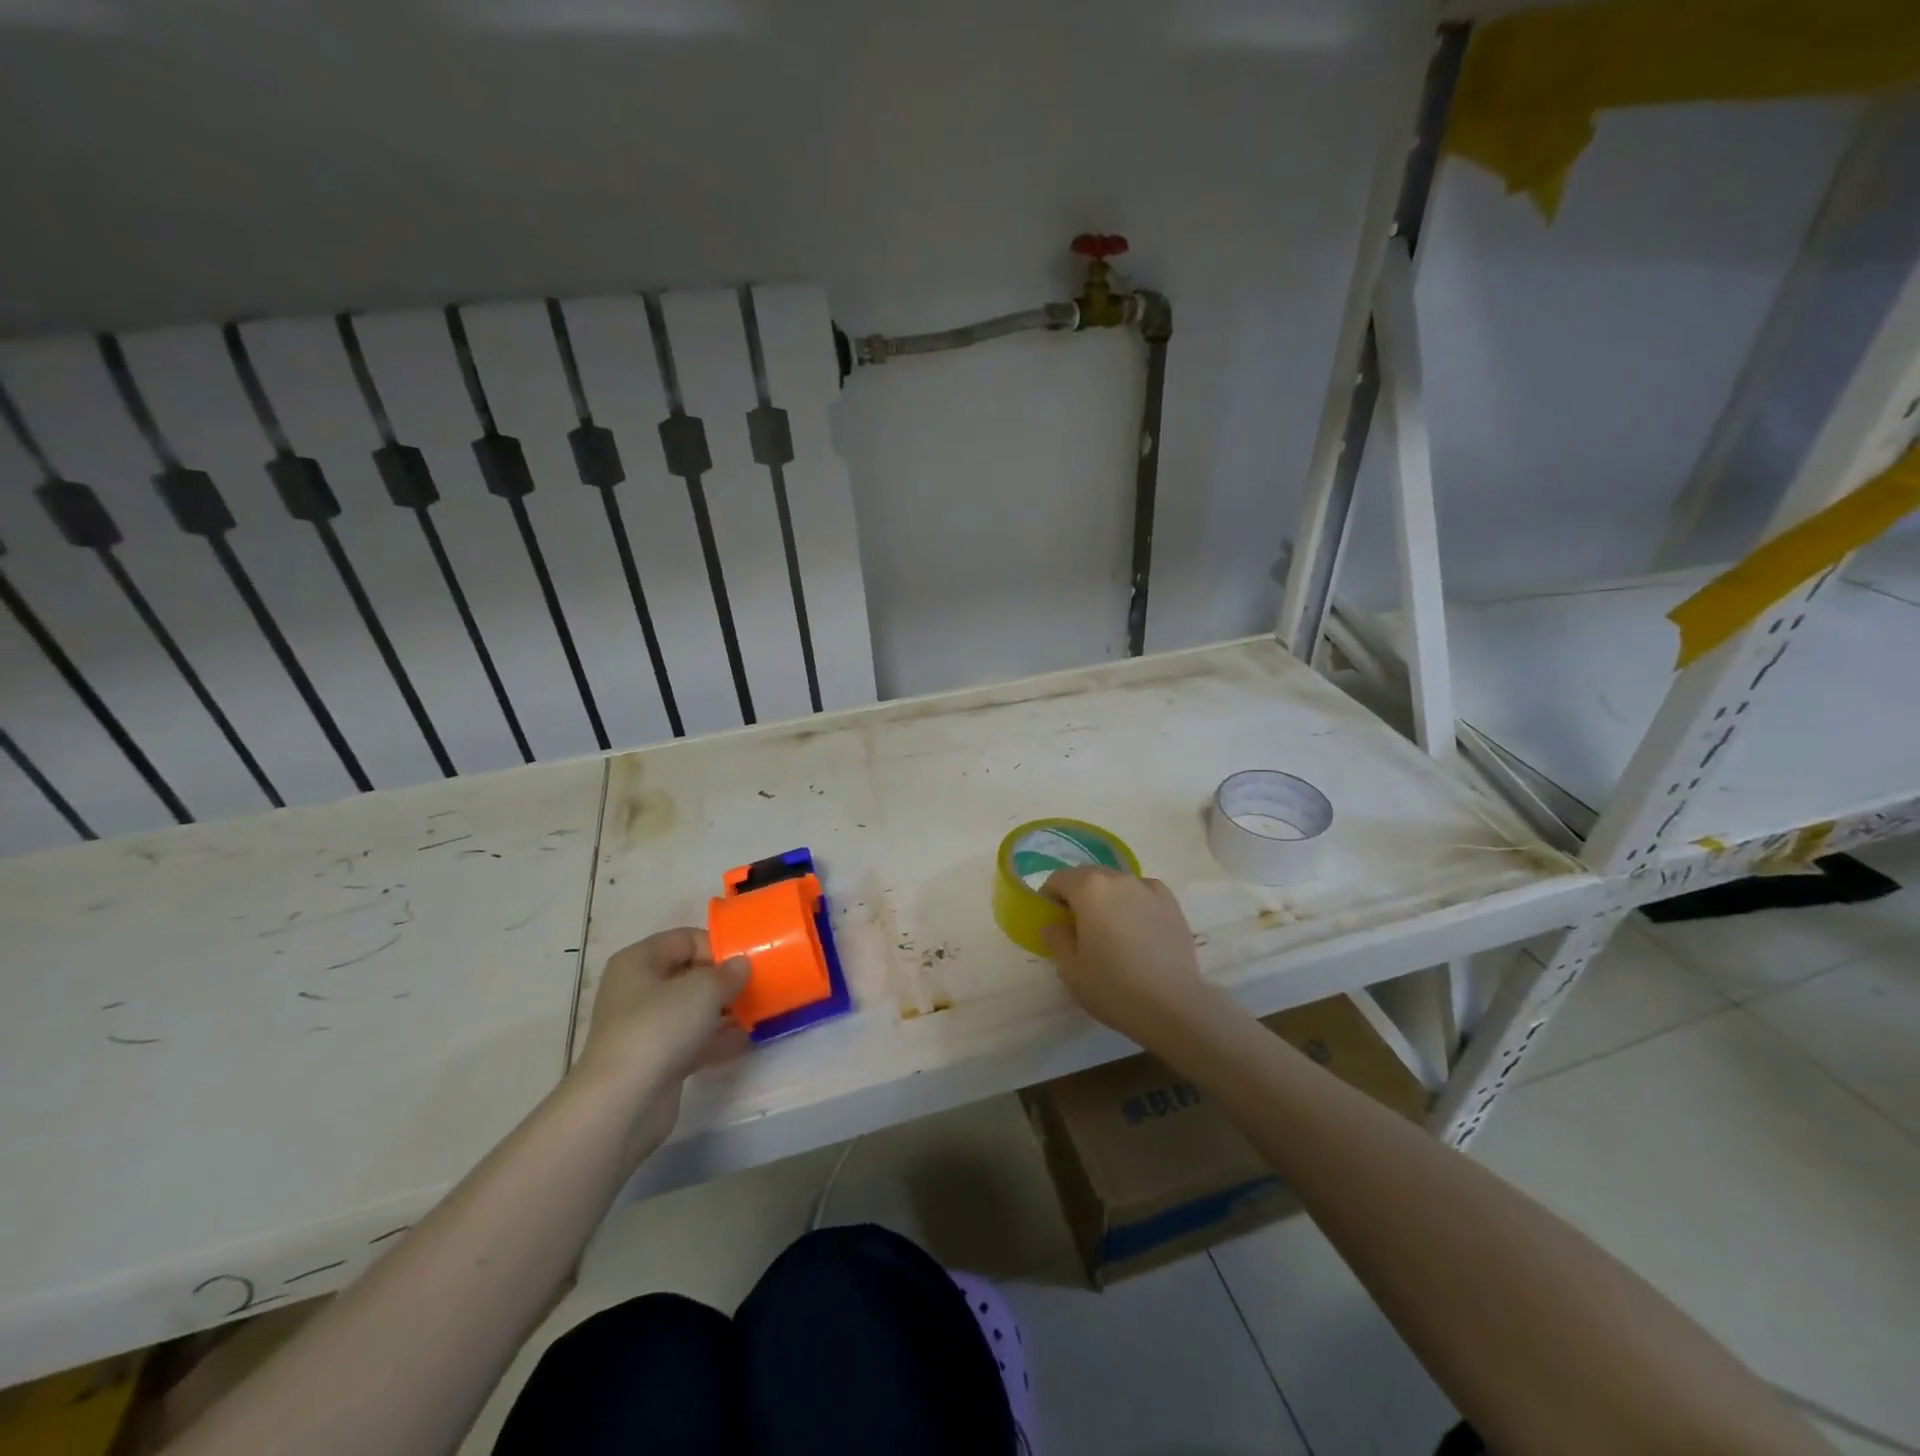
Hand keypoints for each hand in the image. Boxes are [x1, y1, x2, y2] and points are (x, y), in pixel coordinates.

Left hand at [571, 928, 751, 1157]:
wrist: (624, 1102)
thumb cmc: (660, 1027)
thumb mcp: (704, 989)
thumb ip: (729, 973)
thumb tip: (741, 965)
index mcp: (638, 961)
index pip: (685, 939)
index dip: (717, 946)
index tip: (746, 963)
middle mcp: (637, 990)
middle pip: (689, 974)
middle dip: (723, 981)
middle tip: (756, 987)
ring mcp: (644, 1028)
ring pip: (691, 1009)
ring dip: (723, 1011)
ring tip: (757, 1012)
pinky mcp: (654, 1061)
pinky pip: (691, 1040)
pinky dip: (715, 1039)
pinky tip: (745, 1041)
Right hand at [1039, 868, 1210, 1044]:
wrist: (1173, 1006)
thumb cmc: (1113, 987)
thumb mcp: (1070, 969)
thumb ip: (1055, 938)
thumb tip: (1053, 924)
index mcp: (1089, 888)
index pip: (1058, 879)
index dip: (1050, 898)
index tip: (1052, 922)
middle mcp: (1118, 878)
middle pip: (1088, 877)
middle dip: (1078, 896)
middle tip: (1079, 929)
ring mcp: (1148, 888)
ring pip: (1117, 884)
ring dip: (1106, 899)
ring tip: (1111, 931)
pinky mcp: (1172, 903)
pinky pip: (1142, 893)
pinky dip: (1134, 903)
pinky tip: (1137, 930)